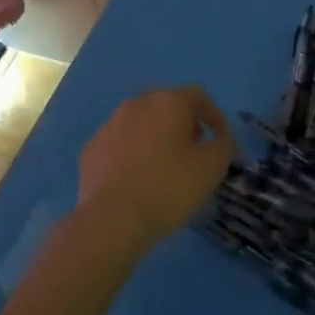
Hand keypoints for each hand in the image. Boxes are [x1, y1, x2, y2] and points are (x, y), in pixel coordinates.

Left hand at [76, 86, 236, 247]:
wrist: (113, 219)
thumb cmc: (170, 186)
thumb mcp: (212, 167)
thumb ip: (224, 145)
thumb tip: (221, 139)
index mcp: (168, 102)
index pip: (198, 96)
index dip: (214, 115)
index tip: (221, 139)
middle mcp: (136, 104)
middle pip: (166, 105)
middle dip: (184, 123)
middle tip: (194, 149)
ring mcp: (109, 126)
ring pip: (140, 123)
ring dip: (156, 137)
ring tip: (165, 166)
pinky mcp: (91, 149)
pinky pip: (119, 144)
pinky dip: (132, 154)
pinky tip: (137, 179)